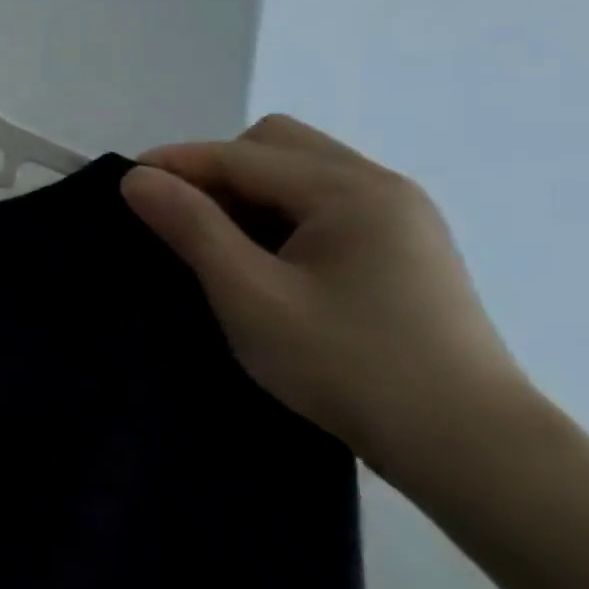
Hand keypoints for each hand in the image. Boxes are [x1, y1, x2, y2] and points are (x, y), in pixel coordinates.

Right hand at [120, 114, 531, 489]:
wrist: (465, 443)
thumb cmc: (345, 364)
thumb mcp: (249, 295)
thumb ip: (192, 228)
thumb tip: (138, 178)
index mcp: (350, 191)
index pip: (241, 154)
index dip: (175, 163)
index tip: (123, 186)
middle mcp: (382, 187)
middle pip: (277, 145)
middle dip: (217, 170)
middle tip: (181, 220)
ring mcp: (400, 217)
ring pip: (301, 173)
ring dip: (248, 193)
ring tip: (218, 245)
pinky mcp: (403, 248)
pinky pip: (324, 204)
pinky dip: (280, 215)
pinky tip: (266, 261)